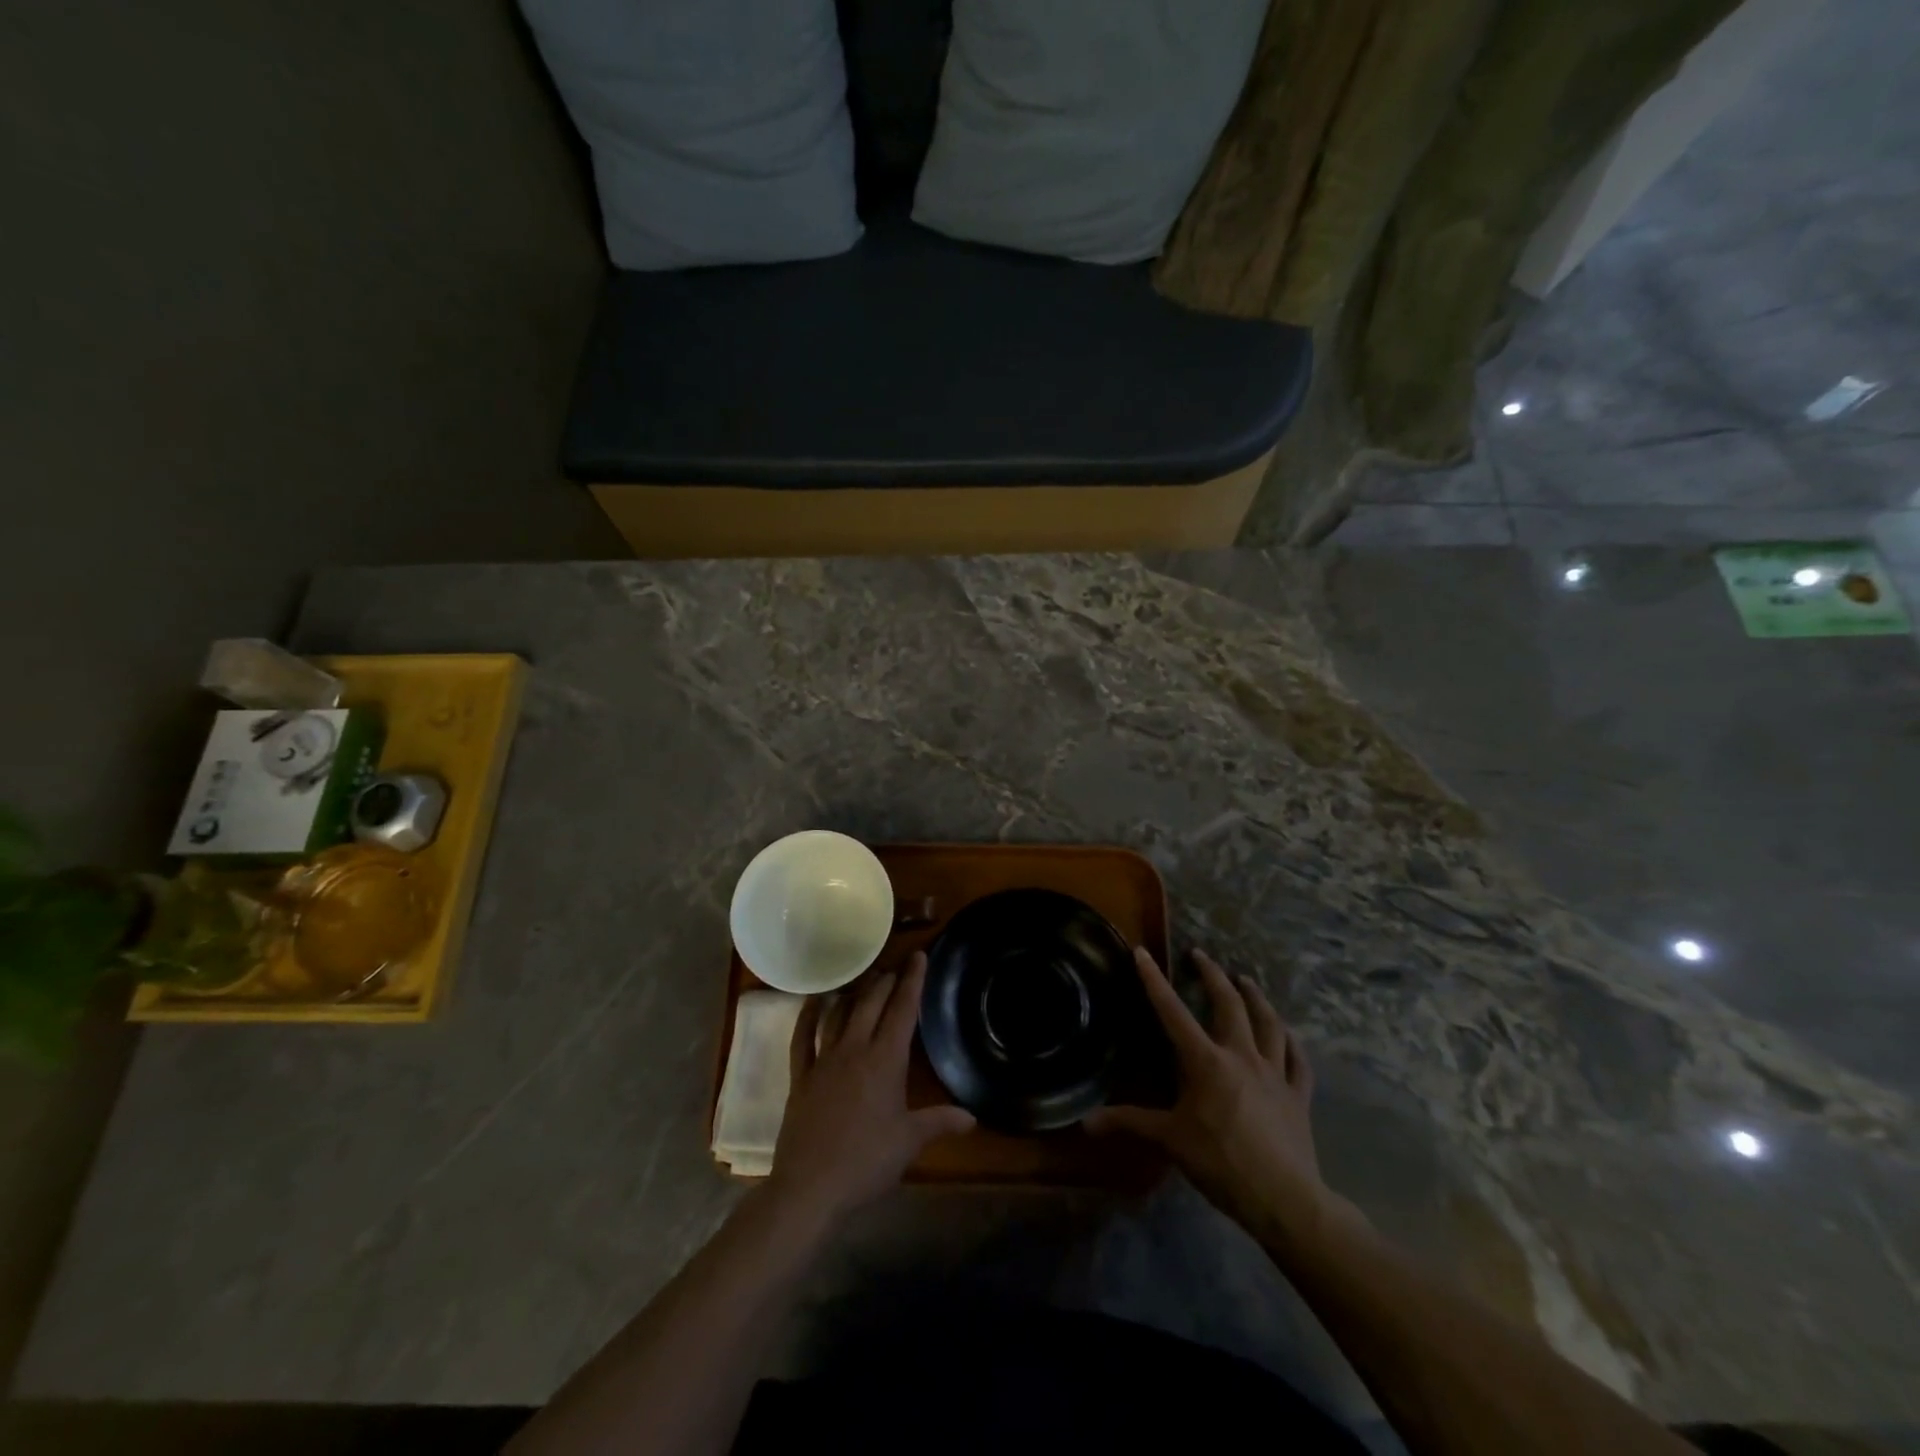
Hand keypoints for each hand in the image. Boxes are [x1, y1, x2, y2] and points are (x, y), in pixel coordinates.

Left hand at [768, 952, 974, 1221]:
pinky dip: (809, 1016)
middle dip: (885, 981)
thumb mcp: (909, 1142)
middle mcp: (854, 1050)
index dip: (912, 981)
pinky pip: (803, 1037)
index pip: (903, 1010)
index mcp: (885, 1061)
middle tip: (895, 968)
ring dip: (853, 994)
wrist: (810, 1188)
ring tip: (864, 981)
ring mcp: (824, 1061)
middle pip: (871, 1003)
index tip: (918, 956)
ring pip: (840, 1014)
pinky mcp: (801, 1076)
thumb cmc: (866, 1162)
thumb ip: (940, 1122)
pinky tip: (815, 1003)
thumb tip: (973, 1118)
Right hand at [1088, 948, 1353, 1248]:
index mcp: (1206, 1062)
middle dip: (1213, 975)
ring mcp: (1275, 1073)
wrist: (1285, 1200)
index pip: (1173, 1012)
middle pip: (1230, 1004)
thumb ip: (1130, 1123)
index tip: (1143, 953)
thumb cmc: (1222, 1164)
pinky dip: (1292, 1043)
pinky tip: (1287, 1034)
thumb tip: (1086, 1121)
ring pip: (1269, 1023)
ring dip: (1257, 997)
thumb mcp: (1170, 1141)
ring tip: (1246, 980)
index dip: (1155, 981)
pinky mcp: (1298, 1095)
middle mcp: (1242, 1056)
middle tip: (1201, 956)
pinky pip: (1298, 1060)